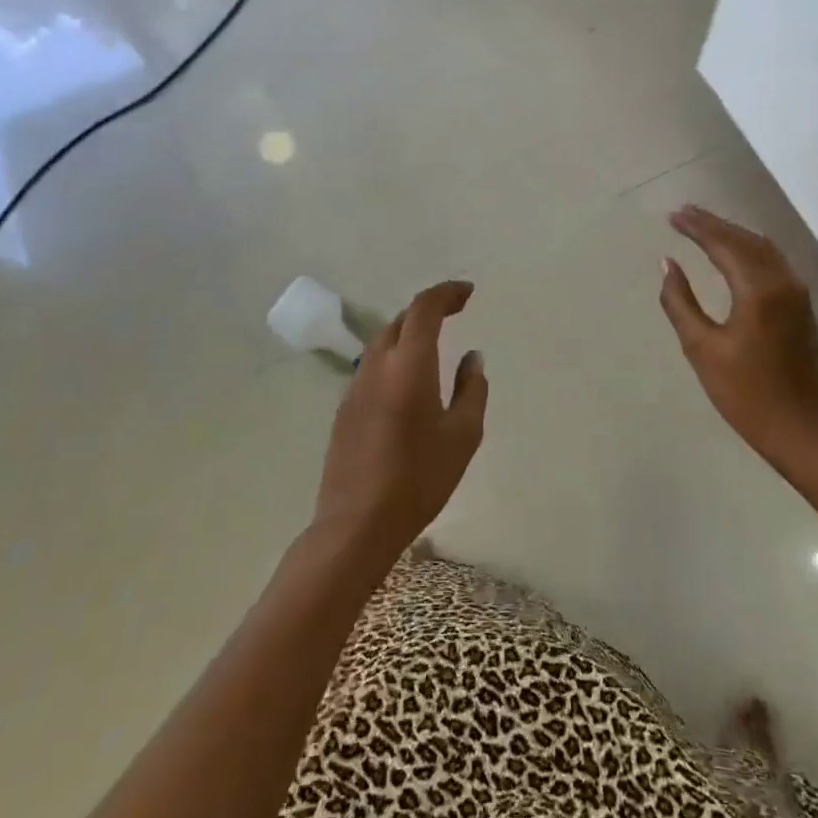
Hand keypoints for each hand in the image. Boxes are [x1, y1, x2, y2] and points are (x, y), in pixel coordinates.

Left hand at [313, 280, 487, 561]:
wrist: (356, 524)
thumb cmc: (419, 478)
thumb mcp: (463, 435)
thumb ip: (472, 389)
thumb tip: (472, 358)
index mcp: (409, 365)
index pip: (424, 309)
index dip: (446, 293)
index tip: (468, 293)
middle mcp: (377, 366)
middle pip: (401, 320)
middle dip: (429, 310)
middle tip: (456, 313)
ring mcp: (355, 387)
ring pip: (383, 342)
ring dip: (409, 332)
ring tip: (435, 344)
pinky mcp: (345, 409)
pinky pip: (372, 367)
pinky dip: (394, 358)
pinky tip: (409, 383)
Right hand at [659, 206, 817, 478]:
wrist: (804, 432)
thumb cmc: (746, 395)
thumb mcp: (703, 350)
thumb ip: (681, 303)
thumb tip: (668, 264)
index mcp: (758, 289)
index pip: (724, 244)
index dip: (696, 227)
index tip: (672, 215)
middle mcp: (783, 281)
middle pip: (745, 240)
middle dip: (714, 224)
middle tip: (684, 213)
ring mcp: (798, 293)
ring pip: (763, 249)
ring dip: (733, 234)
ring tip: (704, 227)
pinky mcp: (803, 307)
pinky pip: (774, 263)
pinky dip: (750, 250)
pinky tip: (735, 253)